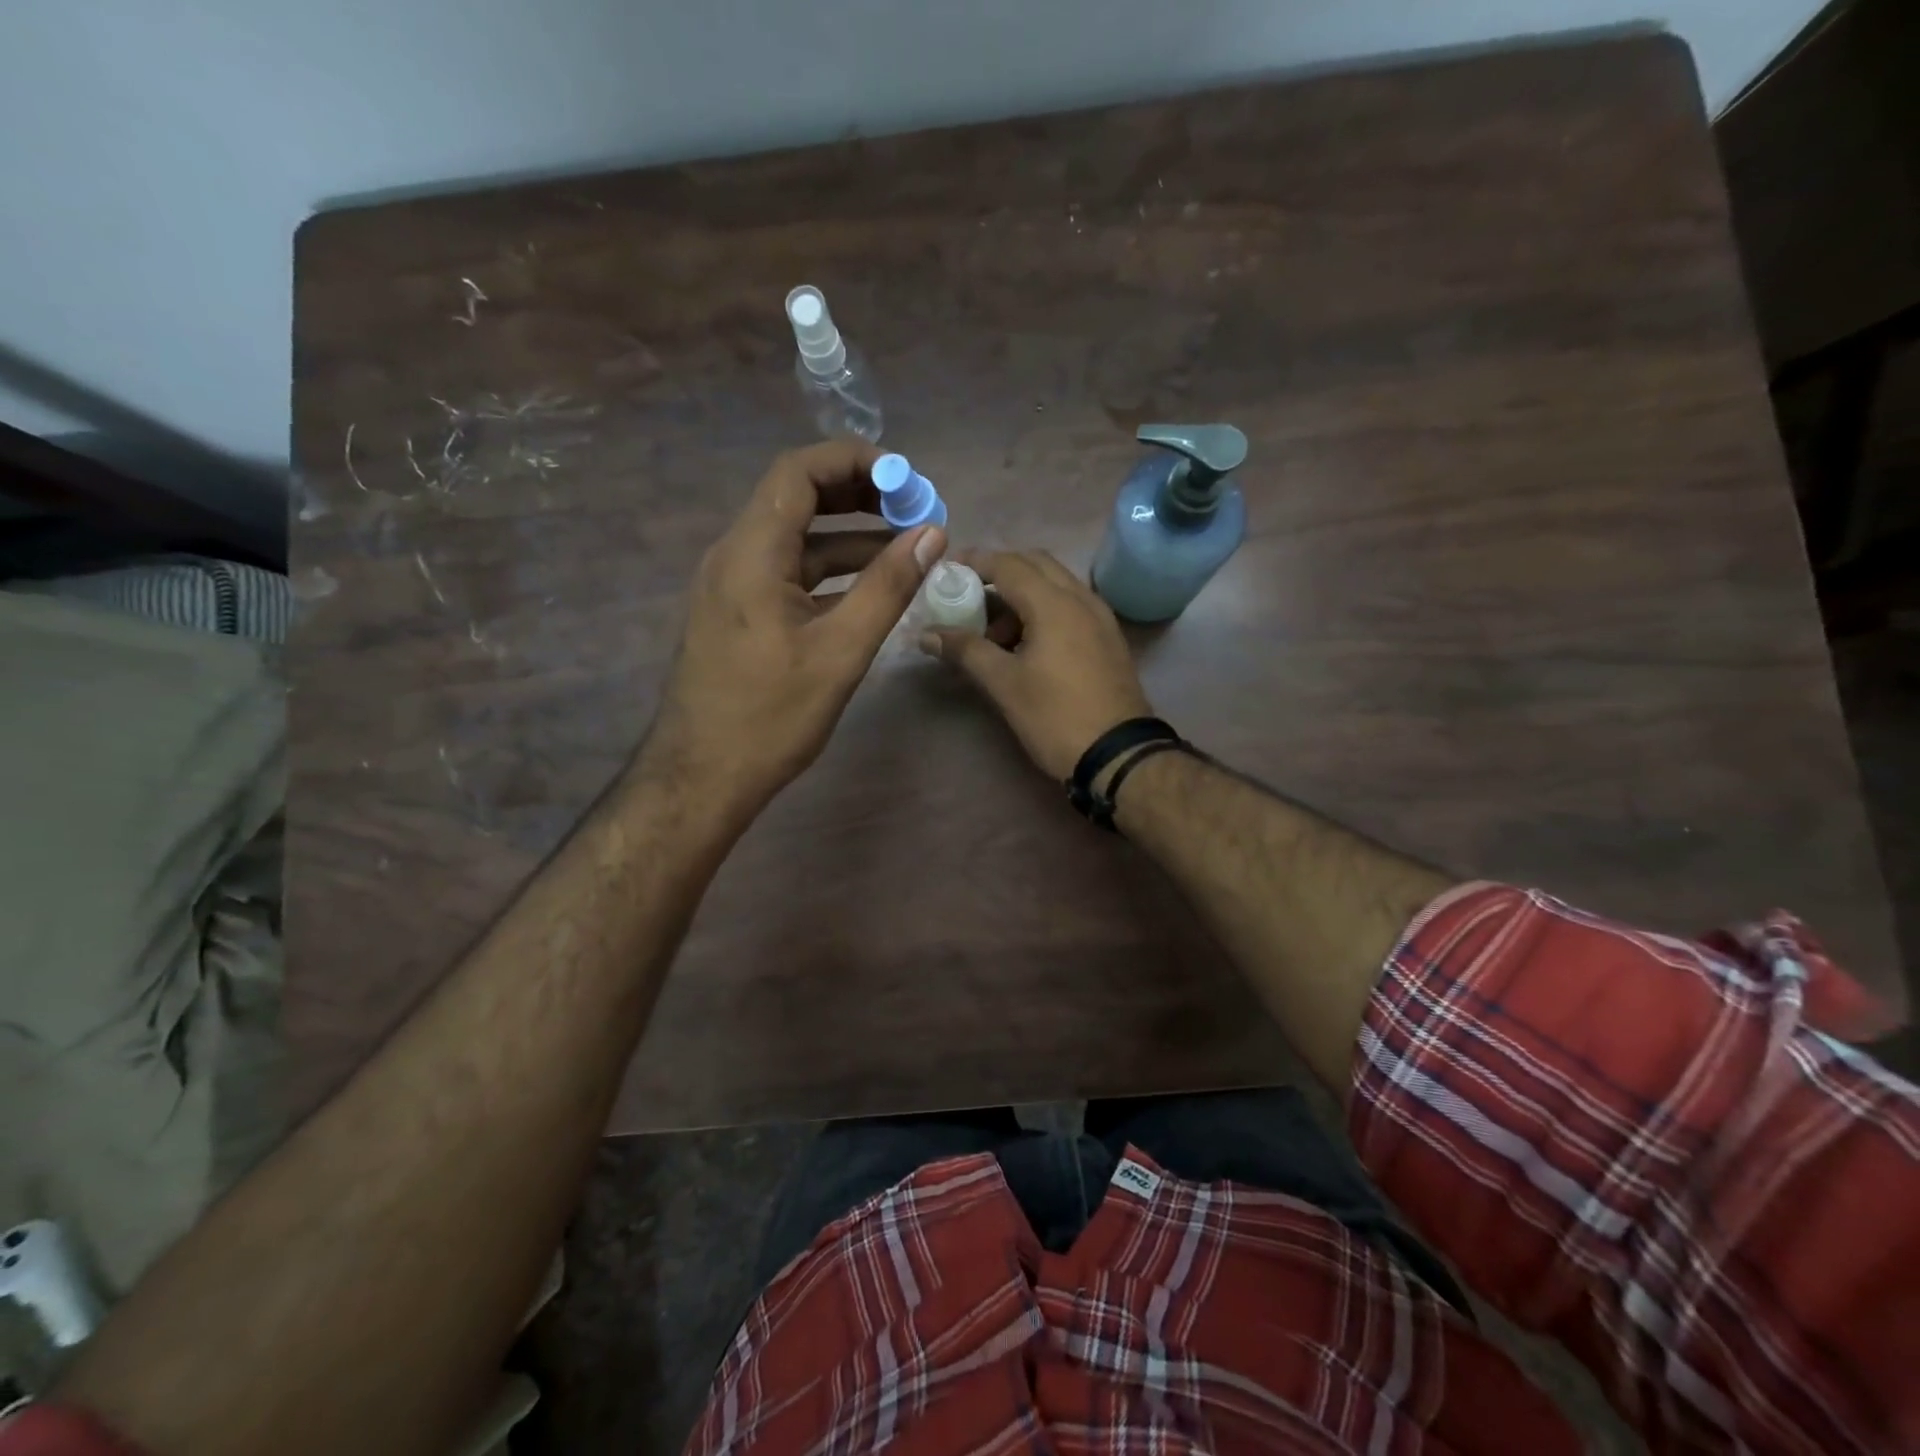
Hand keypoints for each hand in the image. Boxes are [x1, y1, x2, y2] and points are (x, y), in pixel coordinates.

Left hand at [641, 442, 944, 817]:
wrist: (702, 776)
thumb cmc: (770, 716)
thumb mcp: (841, 651)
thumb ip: (888, 587)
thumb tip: (933, 533)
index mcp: (752, 552)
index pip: (799, 471)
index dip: (855, 460)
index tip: (907, 478)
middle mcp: (734, 554)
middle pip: (796, 497)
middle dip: (858, 494)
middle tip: (913, 508)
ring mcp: (732, 584)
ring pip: (795, 538)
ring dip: (849, 535)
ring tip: (905, 546)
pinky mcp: (737, 611)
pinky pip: (787, 571)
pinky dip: (830, 569)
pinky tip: (869, 586)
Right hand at [919, 549, 1152, 780]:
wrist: (1119, 755)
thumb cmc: (1056, 716)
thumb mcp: (1004, 684)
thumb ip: (965, 651)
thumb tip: (926, 634)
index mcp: (1054, 603)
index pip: (1008, 564)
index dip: (974, 562)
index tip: (946, 570)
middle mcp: (1081, 598)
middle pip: (1035, 565)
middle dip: (999, 573)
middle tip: (968, 598)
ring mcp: (1100, 617)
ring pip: (1055, 585)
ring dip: (1021, 595)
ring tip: (992, 635)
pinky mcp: (1108, 638)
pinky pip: (1070, 606)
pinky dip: (1043, 610)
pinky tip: (1025, 645)